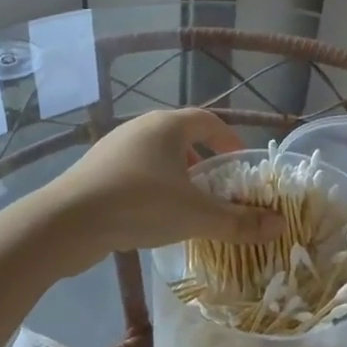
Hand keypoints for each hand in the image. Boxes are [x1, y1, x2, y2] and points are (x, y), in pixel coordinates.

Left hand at [40, 109, 282, 266]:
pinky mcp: (95, 171)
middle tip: (218, 187)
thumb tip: (280, 225)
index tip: (241, 162)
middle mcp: (140, 128)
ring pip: (156, 156)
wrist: (66, 222)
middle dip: (203, 161)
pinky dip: (152, 187)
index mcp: (167, 126)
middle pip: (181, 137)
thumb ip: (239, 221)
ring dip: (177, 176)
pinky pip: (135, 172)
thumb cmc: (139, 205)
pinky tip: (154, 216)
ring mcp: (113, 148)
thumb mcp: (196, 216)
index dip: (228, 140)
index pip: (208, 121)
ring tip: (188, 205)